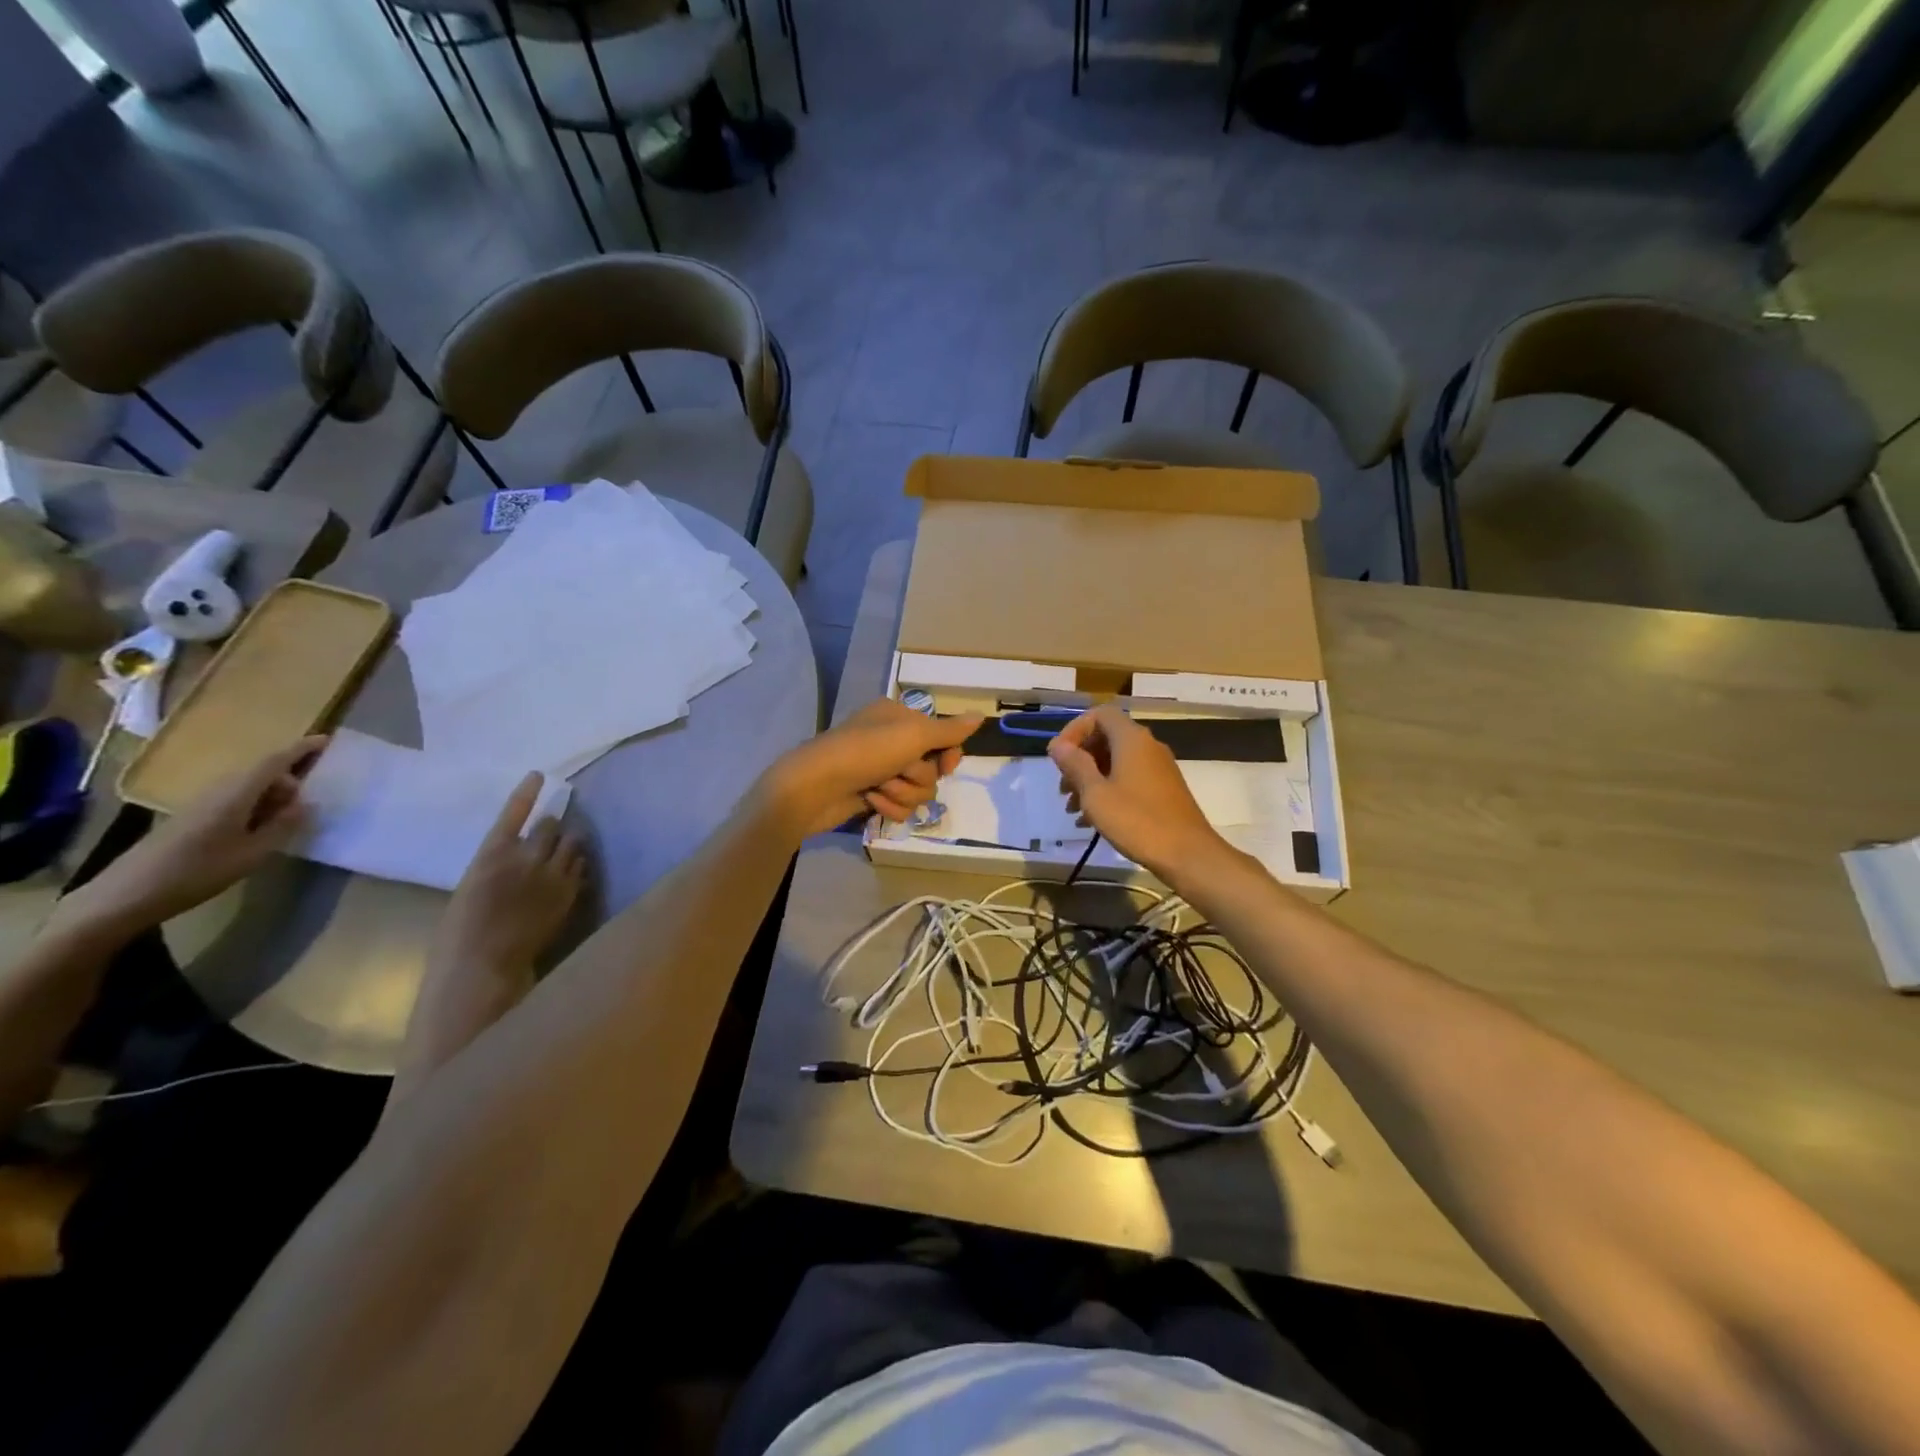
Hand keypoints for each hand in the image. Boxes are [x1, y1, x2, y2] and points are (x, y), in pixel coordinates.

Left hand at [62, 736, 325, 935]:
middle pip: (261, 772)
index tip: (327, 740)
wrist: (127, 894)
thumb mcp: (253, 853)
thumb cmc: (197, 871)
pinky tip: (262, 827)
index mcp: (236, 794)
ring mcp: (202, 803)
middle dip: (290, 778)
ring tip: (290, 818)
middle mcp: (219, 790)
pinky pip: (234, 799)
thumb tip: (308, 804)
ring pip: (248, 786)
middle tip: (311, 801)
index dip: (301, 749)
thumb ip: (283, 826)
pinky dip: (256, 804)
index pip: (274, 761)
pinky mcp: (193, 817)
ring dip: (273, 794)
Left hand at [394, 776, 585, 1107]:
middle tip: (562, 827)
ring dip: (548, 821)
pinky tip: (536, 776)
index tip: (578, 852)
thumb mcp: (546, 938)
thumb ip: (558, 909)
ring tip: (556, 802)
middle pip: (565, 844)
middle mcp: (553, 872)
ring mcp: (525, 860)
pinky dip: (524, 797)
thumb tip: (573, 885)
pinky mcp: (494, 855)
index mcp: (565, 897)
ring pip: (545, 831)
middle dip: (563, 835)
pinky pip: (512, 819)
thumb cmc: (508, 970)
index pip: (578, 864)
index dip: (576, 856)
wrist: (479, 972)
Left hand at [762, 699, 982, 835]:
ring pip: (918, 791)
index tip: (947, 765)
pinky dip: (888, 806)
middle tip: (898, 772)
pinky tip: (870, 801)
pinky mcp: (871, 795)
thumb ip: (949, 731)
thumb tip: (981, 716)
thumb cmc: (865, 752)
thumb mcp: (913, 735)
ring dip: (902, 793)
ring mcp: (880, 769)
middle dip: (918, 777)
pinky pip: (899, 806)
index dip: (948, 755)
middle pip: (932, 768)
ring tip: (879, 789)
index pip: (942, 737)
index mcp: (900, 717)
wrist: (814, 787)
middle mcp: (891, 740)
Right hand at [1047, 706, 1226, 880]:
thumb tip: (1058, 745)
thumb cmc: (1137, 821)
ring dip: (1090, 779)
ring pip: (1115, 762)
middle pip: (1106, 738)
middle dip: (1079, 760)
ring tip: (1072, 809)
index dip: (1074, 730)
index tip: (1058, 757)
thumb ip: (1075, 765)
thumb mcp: (1096, 794)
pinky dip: (1107, 791)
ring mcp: (1158, 768)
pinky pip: (1128, 779)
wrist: (1188, 855)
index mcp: (1131, 739)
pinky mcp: (1163, 789)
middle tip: (1063, 787)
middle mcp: (1147, 746)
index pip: (1099, 714)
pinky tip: (1091, 821)